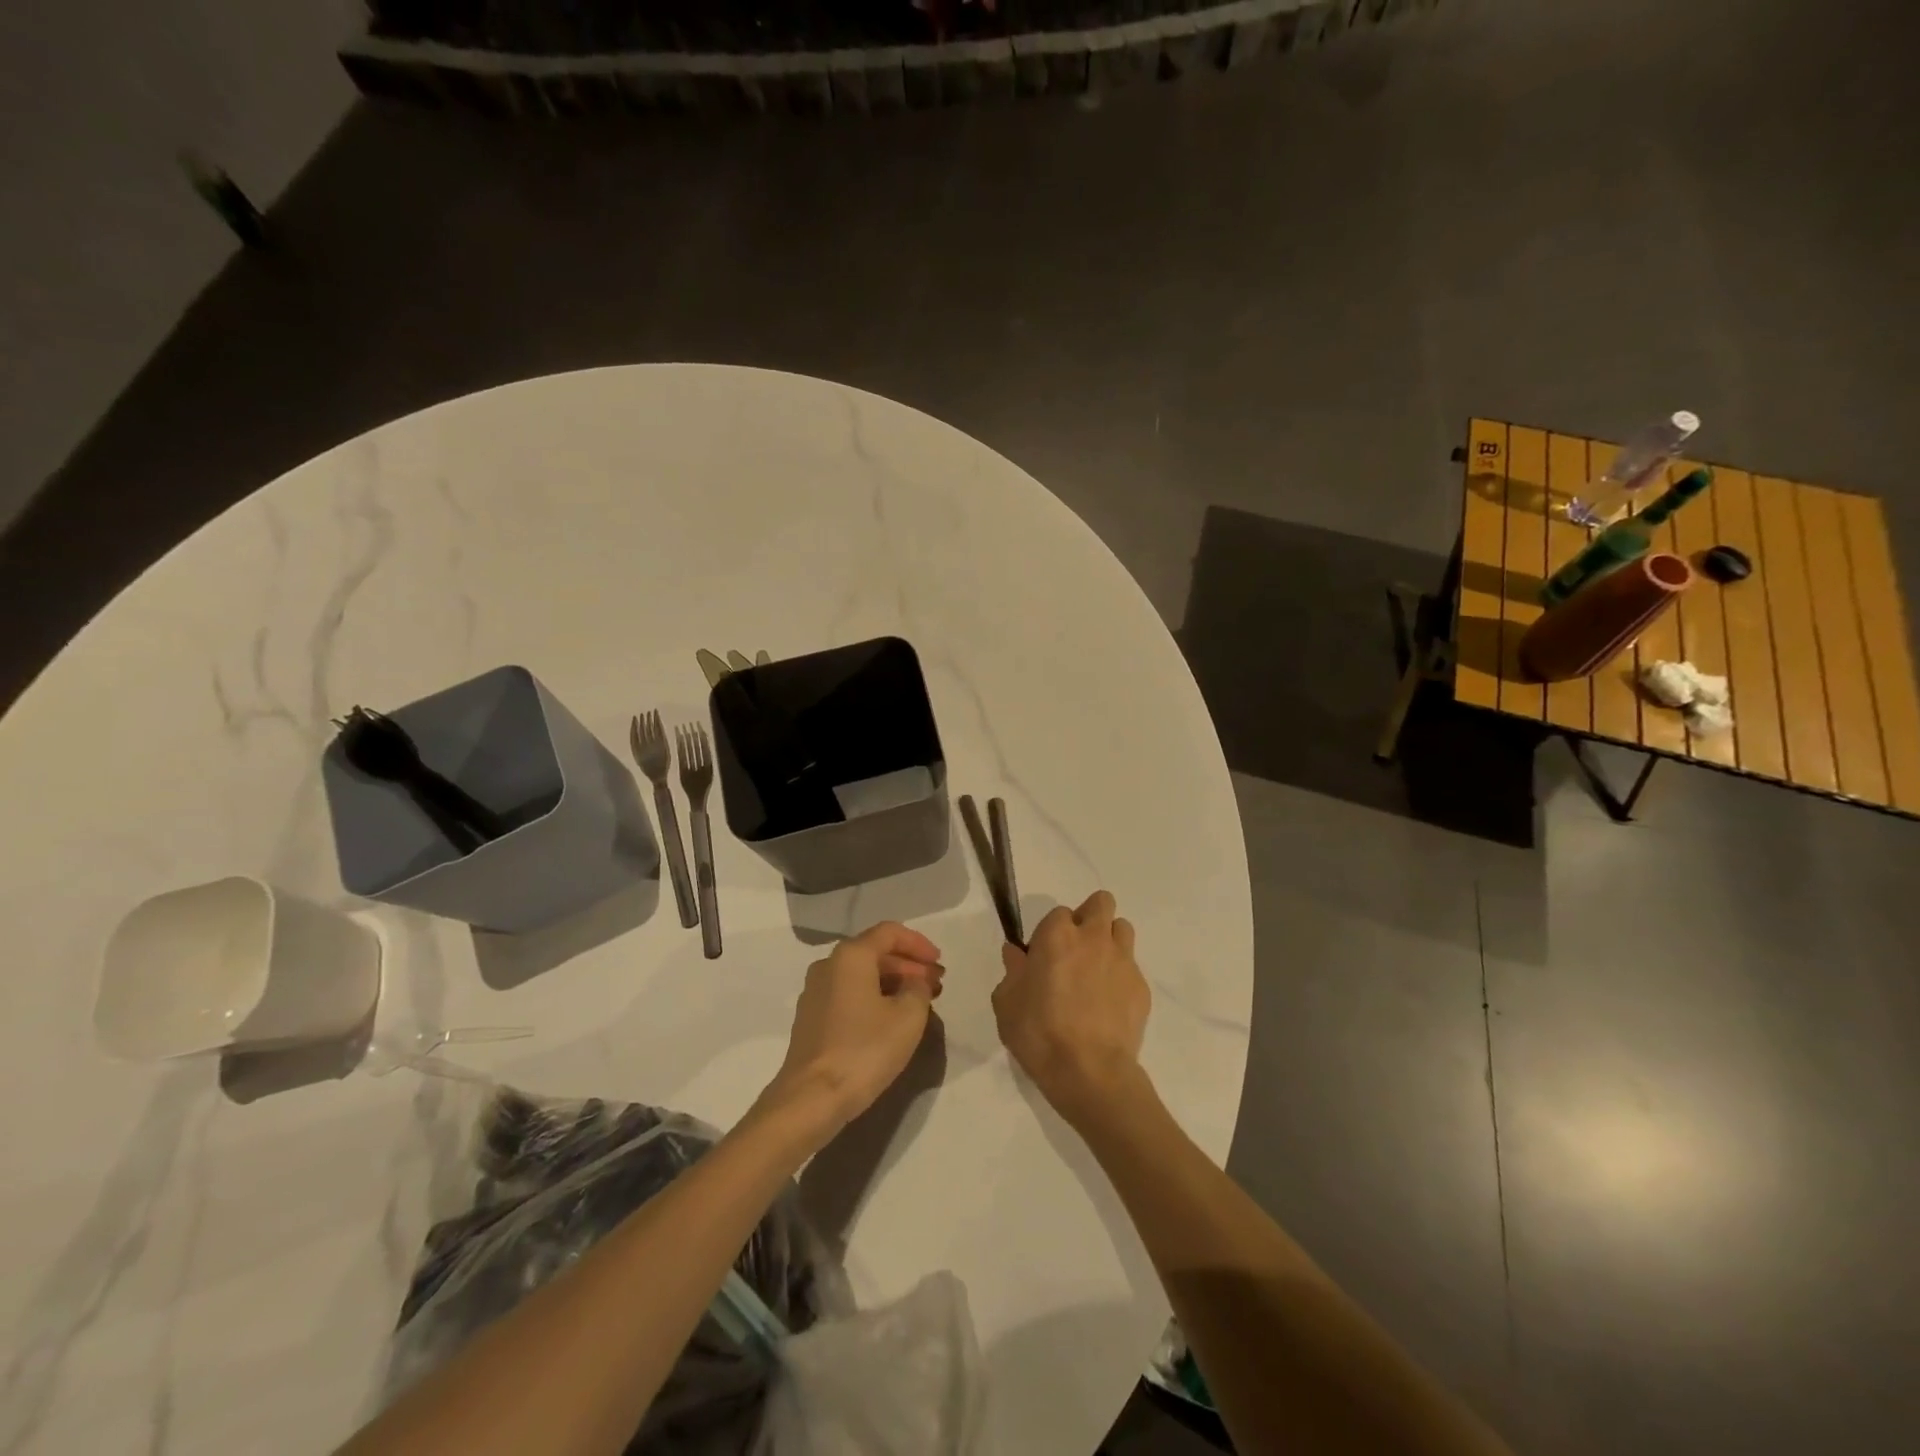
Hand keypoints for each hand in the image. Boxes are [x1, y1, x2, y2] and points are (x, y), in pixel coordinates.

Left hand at [761, 922, 944, 1138]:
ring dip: (893, 982)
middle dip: (909, 965)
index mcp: (851, 955)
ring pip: (862, 975)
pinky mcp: (811, 1018)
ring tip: (919, 1002)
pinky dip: (874, 997)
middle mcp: (828, 965)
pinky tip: (892, 1019)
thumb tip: (914, 983)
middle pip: (875, 952)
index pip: (889, 932)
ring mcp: (815, 992)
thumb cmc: (864, 1050)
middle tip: (936, 985)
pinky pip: (849, 994)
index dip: (919, 944)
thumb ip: (918, 989)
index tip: (939, 964)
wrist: (811, 1098)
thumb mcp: (908, 1017)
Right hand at [993, 890, 1150, 1127]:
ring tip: (1097, 971)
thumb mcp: (1007, 1004)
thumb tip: (1016, 954)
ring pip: (1122, 929)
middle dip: (1090, 917)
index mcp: (1057, 936)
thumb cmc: (1039, 1034)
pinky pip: (1132, 967)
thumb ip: (1012, 972)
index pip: (1058, 913)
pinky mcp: (1141, 987)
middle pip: (1101, 903)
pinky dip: (1120, 977)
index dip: (1050, 932)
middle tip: (1076, 948)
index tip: (1043, 957)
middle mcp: (1093, 938)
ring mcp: (1123, 960)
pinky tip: (1109, 1004)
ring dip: (1110, 940)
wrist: (1090, 1072)